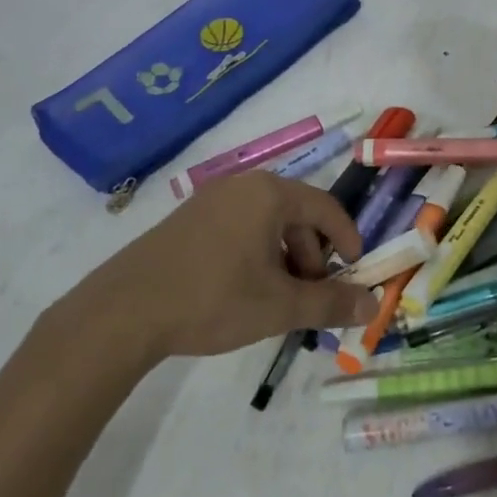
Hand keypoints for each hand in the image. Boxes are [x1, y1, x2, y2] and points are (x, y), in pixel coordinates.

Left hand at [82, 172, 376, 359]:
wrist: (125, 310)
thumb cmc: (213, 298)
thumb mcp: (279, 306)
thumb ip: (330, 303)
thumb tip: (372, 305)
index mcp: (270, 193)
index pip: (326, 208)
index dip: (347, 240)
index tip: (354, 272)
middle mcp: (242, 185)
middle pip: (296, 215)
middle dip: (311, 256)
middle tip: (309, 296)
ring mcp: (211, 199)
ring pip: (266, 223)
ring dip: (283, 258)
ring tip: (275, 300)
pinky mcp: (188, 219)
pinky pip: (239, 227)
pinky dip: (255, 254)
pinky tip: (242, 291)